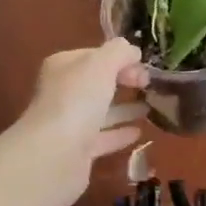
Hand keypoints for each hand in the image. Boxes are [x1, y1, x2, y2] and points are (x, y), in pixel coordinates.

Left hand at [0, 39, 151, 205]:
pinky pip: (103, 137)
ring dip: (124, 108)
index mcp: (63, 67)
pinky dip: (120, 133)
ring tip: (151, 107)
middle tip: (149, 85)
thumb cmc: (77, 100)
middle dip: (122, 81)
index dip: (120, 58)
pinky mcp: (77, 151)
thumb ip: (119, 52)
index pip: (94, 55)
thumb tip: (133, 51)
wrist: (54, 154)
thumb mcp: (102, 64)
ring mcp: (69, 123)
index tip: (144, 66)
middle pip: (97, 82)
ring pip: (100, 111)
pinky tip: (139, 132)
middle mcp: (62, 92)